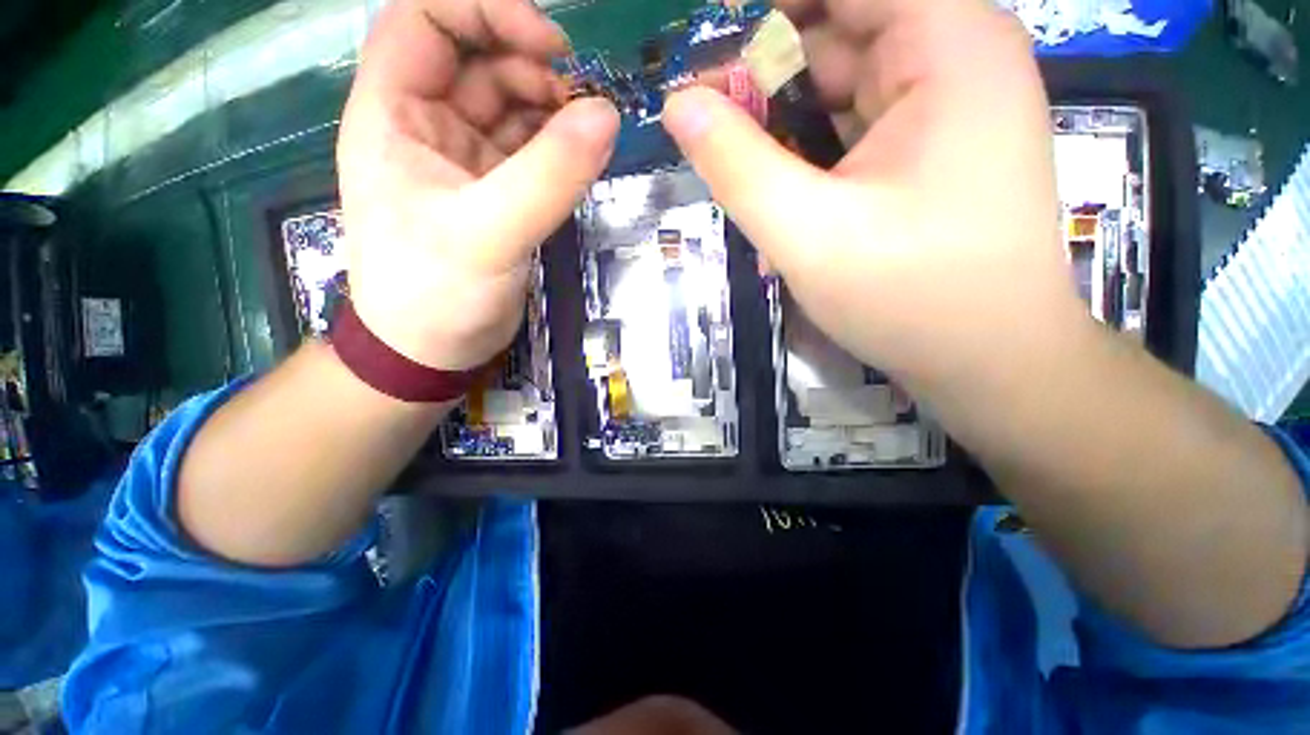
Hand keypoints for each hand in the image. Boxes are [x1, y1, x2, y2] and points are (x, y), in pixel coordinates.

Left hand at [338, 0, 618, 369]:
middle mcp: (425, 125)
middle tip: (579, 97)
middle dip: (528, 63)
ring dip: (549, 107)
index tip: (549, 44)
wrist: (433, 351)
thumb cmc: (437, 293)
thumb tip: (606, 115)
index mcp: (393, 113)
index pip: (426, 18)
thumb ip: (549, 176)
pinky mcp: (494, 192)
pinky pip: (527, 149)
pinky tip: (578, 158)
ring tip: (586, 132)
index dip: (483, 9)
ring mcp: (463, 160)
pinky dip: (555, 145)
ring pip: (507, 104)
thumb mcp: (489, 233)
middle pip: (475, 57)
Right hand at [662, 0, 1087, 393]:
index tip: (706, 53)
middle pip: (833, 35)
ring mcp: (941, 106)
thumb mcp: (806, 233)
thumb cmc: (911, 297)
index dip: (763, 13)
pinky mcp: (926, 150)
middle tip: (705, 127)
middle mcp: (951, 55)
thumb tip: (679, 105)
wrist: (988, 360)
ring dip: (780, 131)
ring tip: (737, 176)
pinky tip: (780, 202)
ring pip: (835, 90)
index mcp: (944, 41)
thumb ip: (735, 165)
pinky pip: (848, 131)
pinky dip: (806, 160)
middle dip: (763, 78)